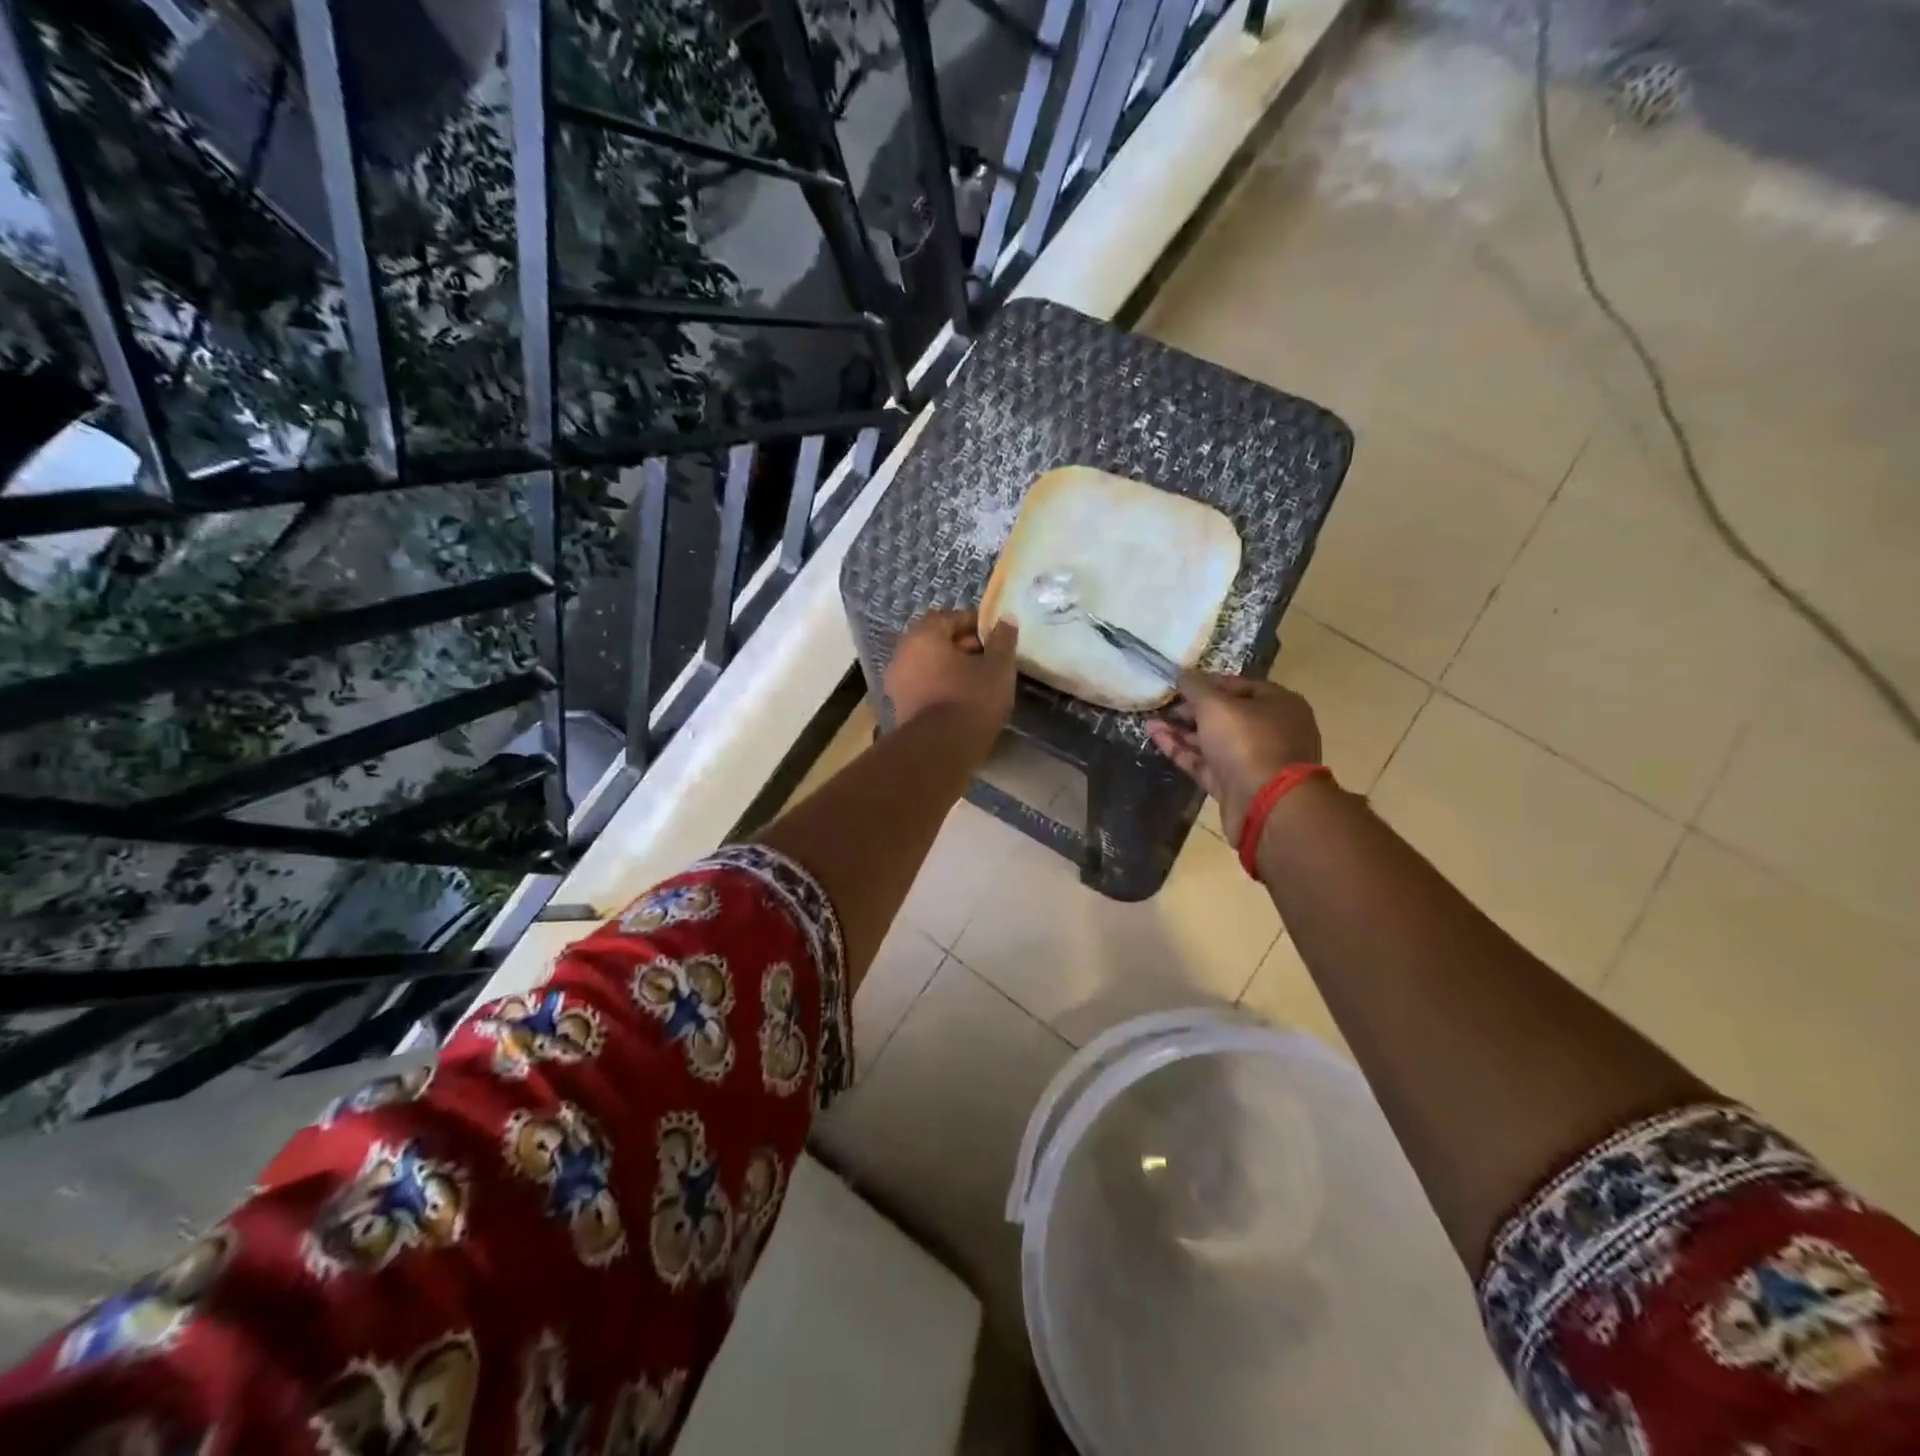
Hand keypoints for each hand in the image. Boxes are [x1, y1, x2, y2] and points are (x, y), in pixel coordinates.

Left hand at [885, 607, 1019, 749]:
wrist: (940, 750)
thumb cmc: (970, 699)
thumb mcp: (998, 667)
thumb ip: (1003, 640)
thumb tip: (1006, 619)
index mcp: (922, 636)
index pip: (947, 617)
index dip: (973, 622)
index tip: (994, 634)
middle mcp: (902, 655)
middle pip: (935, 642)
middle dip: (962, 646)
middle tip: (989, 657)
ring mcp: (897, 684)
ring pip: (929, 667)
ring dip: (951, 669)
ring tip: (980, 680)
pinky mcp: (900, 709)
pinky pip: (924, 688)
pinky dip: (941, 688)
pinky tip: (964, 700)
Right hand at [1146, 670, 1321, 841]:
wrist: (1267, 805)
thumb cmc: (1247, 742)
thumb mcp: (1216, 705)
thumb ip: (1195, 686)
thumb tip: (1181, 673)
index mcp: (1278, 704)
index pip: (1238, 685)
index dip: (1206, 683)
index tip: (1177, 684)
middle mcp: (1270, 730)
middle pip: (1225, 714)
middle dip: (1191, 710)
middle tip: (1163, 705)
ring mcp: (1252, 760)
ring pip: (1212, 740)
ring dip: (1182, 731)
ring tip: (1150, 722)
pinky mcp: (1233, 785)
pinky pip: (1205, 763)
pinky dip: (1182, 751)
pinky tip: (1156, 738)